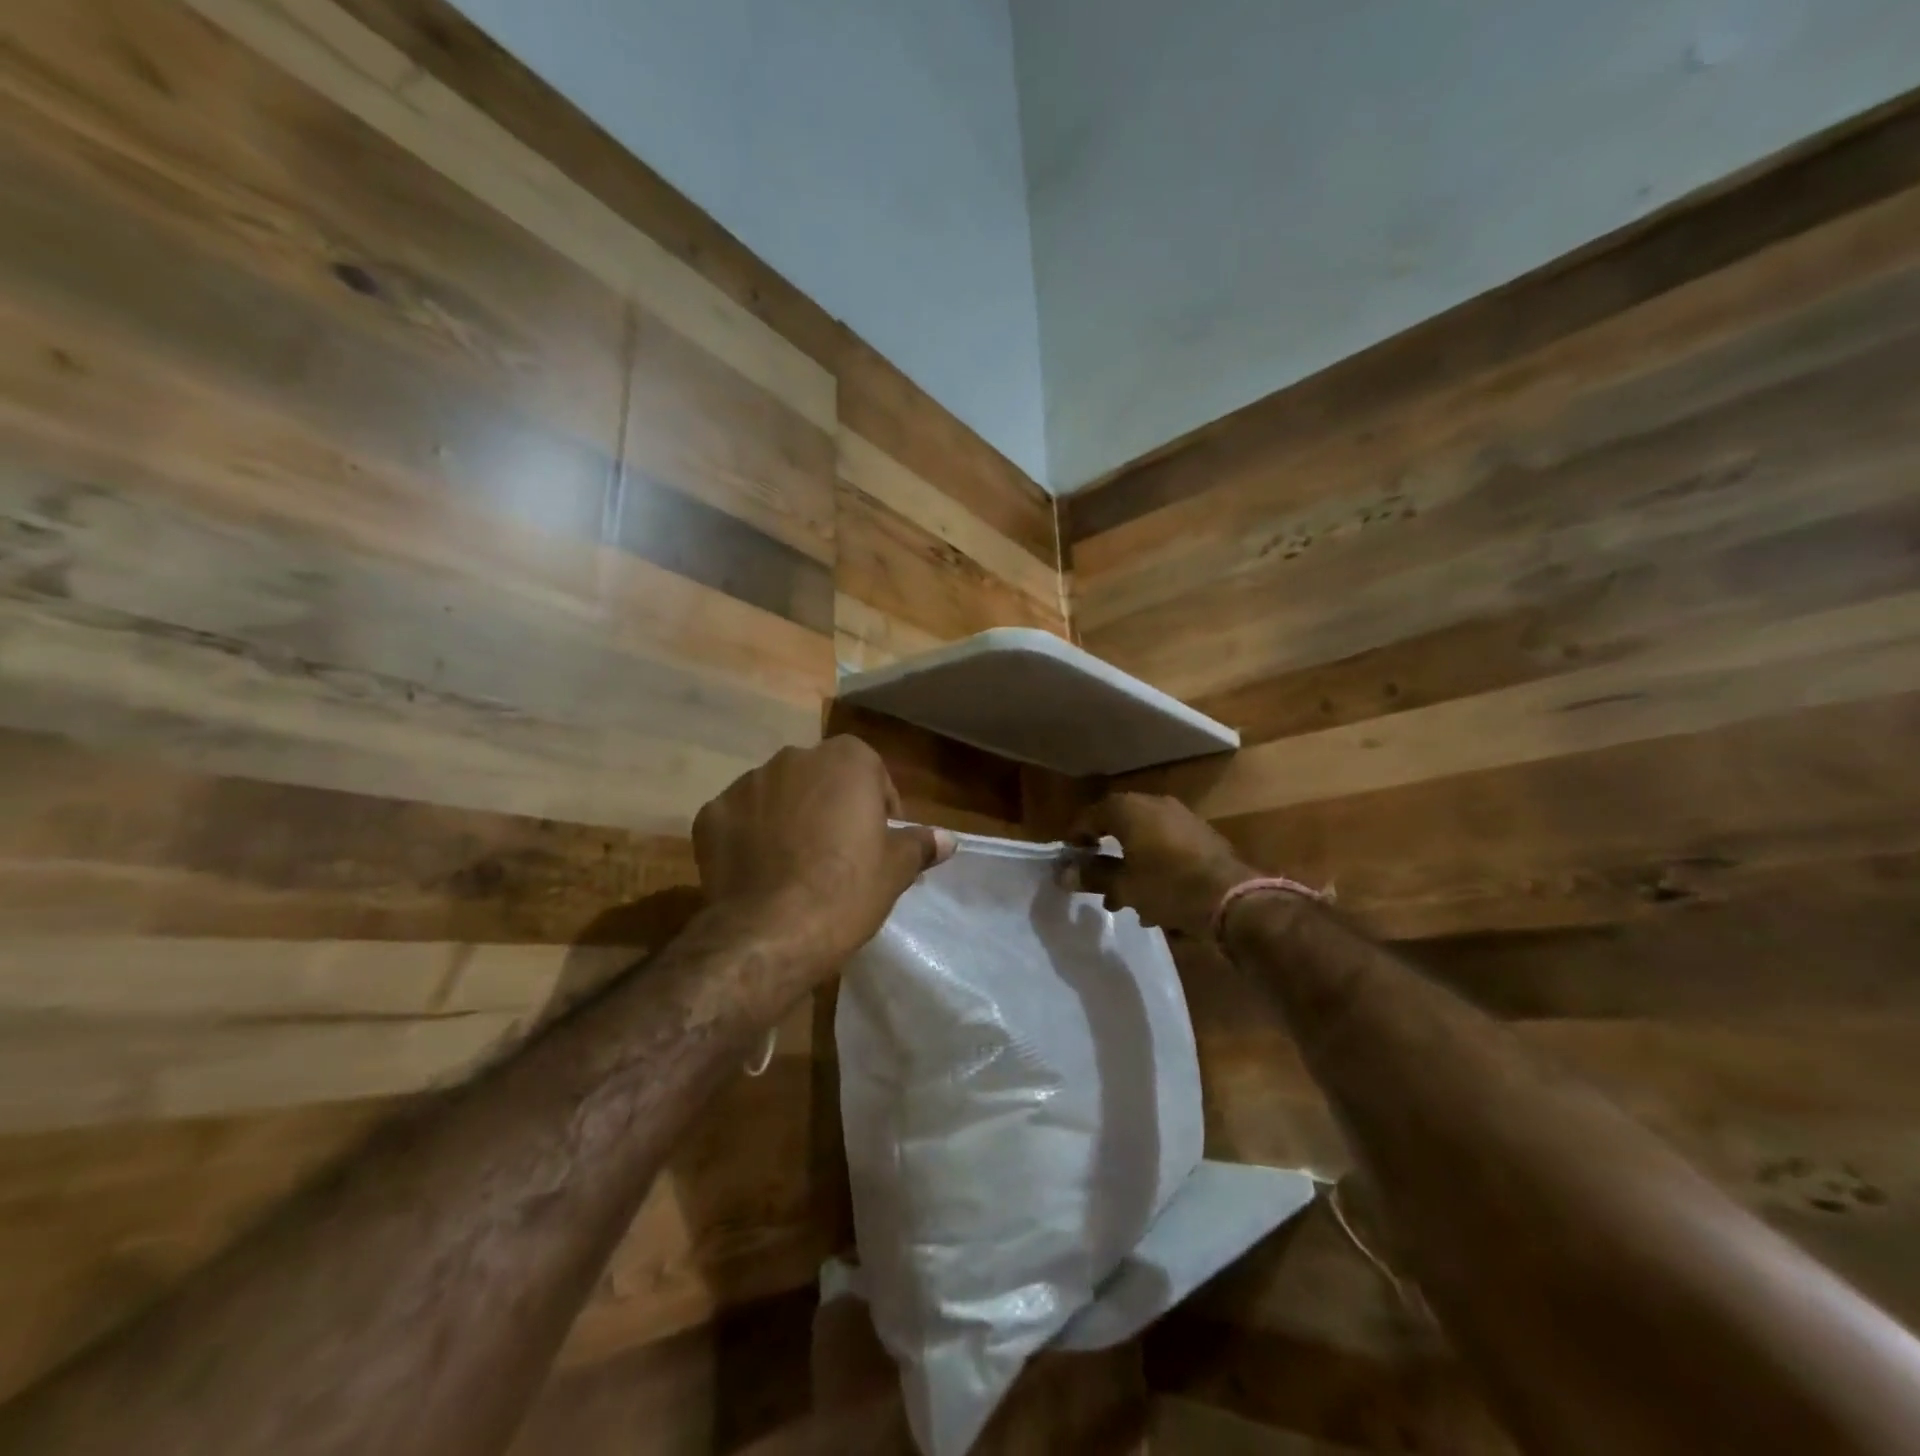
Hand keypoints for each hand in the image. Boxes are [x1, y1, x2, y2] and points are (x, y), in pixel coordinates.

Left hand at [693, 737, 955, 974]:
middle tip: (839, 850)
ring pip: (777, 795)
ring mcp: (746, 784)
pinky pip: (739, 819)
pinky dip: (749, 836)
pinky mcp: (710, 815)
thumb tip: (948, 840)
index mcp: (845, 760)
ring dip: (788, 816)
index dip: (878, 802)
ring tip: (795, 863)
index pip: (869, 768)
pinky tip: (759, 871)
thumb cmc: (847, 890)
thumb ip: (920, 844)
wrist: (771, 932)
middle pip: (820, 777)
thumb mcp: (895, 870)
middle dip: (830, 804)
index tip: (880, 836)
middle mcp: (793, 758)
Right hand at [1067, 792, 1252, 936]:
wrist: (1233, 898)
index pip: (1091, 815)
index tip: (1071, 859)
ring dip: (1130, 863)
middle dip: (1105, 854)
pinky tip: (1155, 899)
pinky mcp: (1202, 836)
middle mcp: (1155, 805)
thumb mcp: (1125, 886)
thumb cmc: (1169, 887)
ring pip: (1144, 838)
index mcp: (1130, 810)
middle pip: (1119, 824)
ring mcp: (1182, 818)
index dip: (1076, 836)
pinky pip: (1166, 846)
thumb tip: (1063, 874)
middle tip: (1095, 880)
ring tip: (1123, 898)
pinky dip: (1153, 865)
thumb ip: (1093, 877)